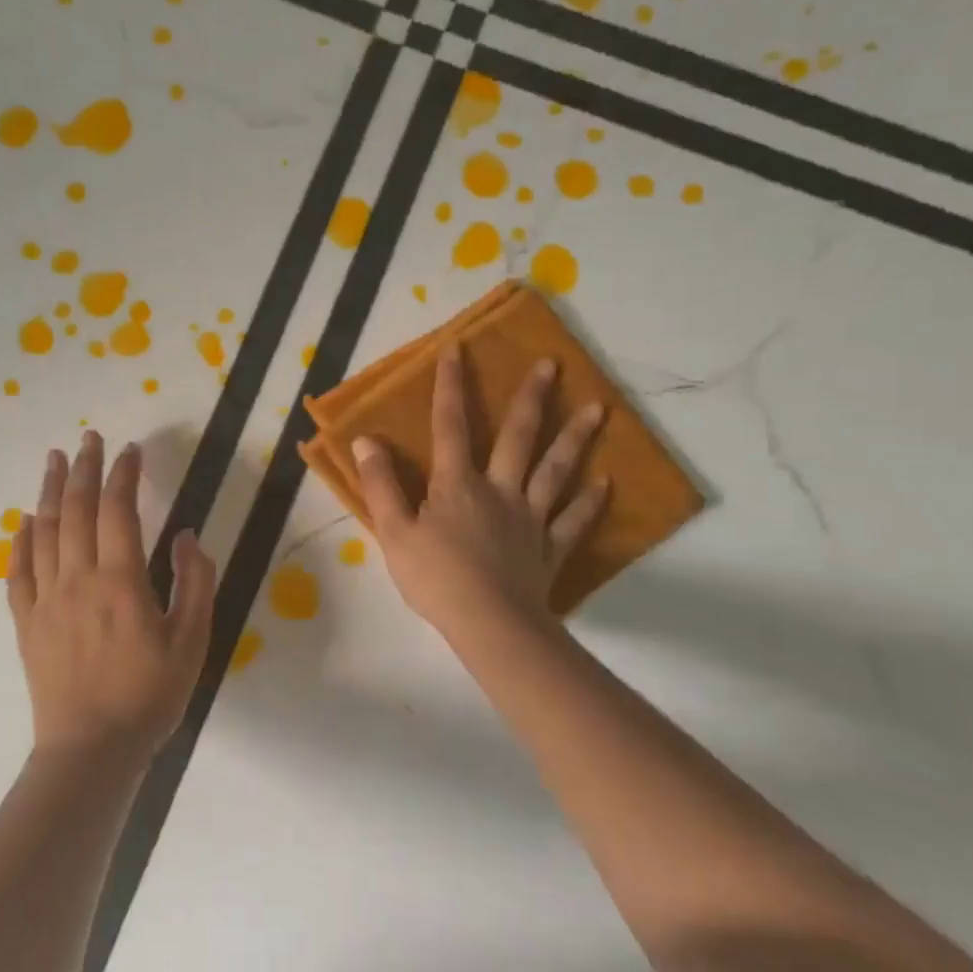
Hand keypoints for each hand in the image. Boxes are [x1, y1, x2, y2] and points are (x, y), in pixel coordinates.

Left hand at [7, 432, 216, 765]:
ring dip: (51, 491)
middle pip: (77, 510)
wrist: (92, 750)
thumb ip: (194, 583)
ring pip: (44, 532)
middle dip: (85, 468)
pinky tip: (24, 520)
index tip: (131, 450)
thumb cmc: (149, 696)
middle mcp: (77, 579)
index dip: (125, 475)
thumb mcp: (192, 641)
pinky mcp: (26, 623)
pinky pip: (18, 571)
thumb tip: (185, 536)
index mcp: (120, 581)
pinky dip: (21, 540)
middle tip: (89, 438)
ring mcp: (46, 600)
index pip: (119, 511)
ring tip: (54, 460)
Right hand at [353, 348, 607, 641]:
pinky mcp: (550, 548)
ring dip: (575, 439)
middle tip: (553, 364)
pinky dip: (590, 502)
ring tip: (600, 409)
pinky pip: (574, 520)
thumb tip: (367, 440)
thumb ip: (381, 485)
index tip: (457, 348)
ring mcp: (530, 518)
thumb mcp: (393, 531)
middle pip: (518, 437)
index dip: (450, 386)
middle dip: (533, 398)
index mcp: (457, 484)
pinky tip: (606, 483)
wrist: (489, 623)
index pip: (450, 426)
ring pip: (556, 471)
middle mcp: (499, 490)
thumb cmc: (435, 577)